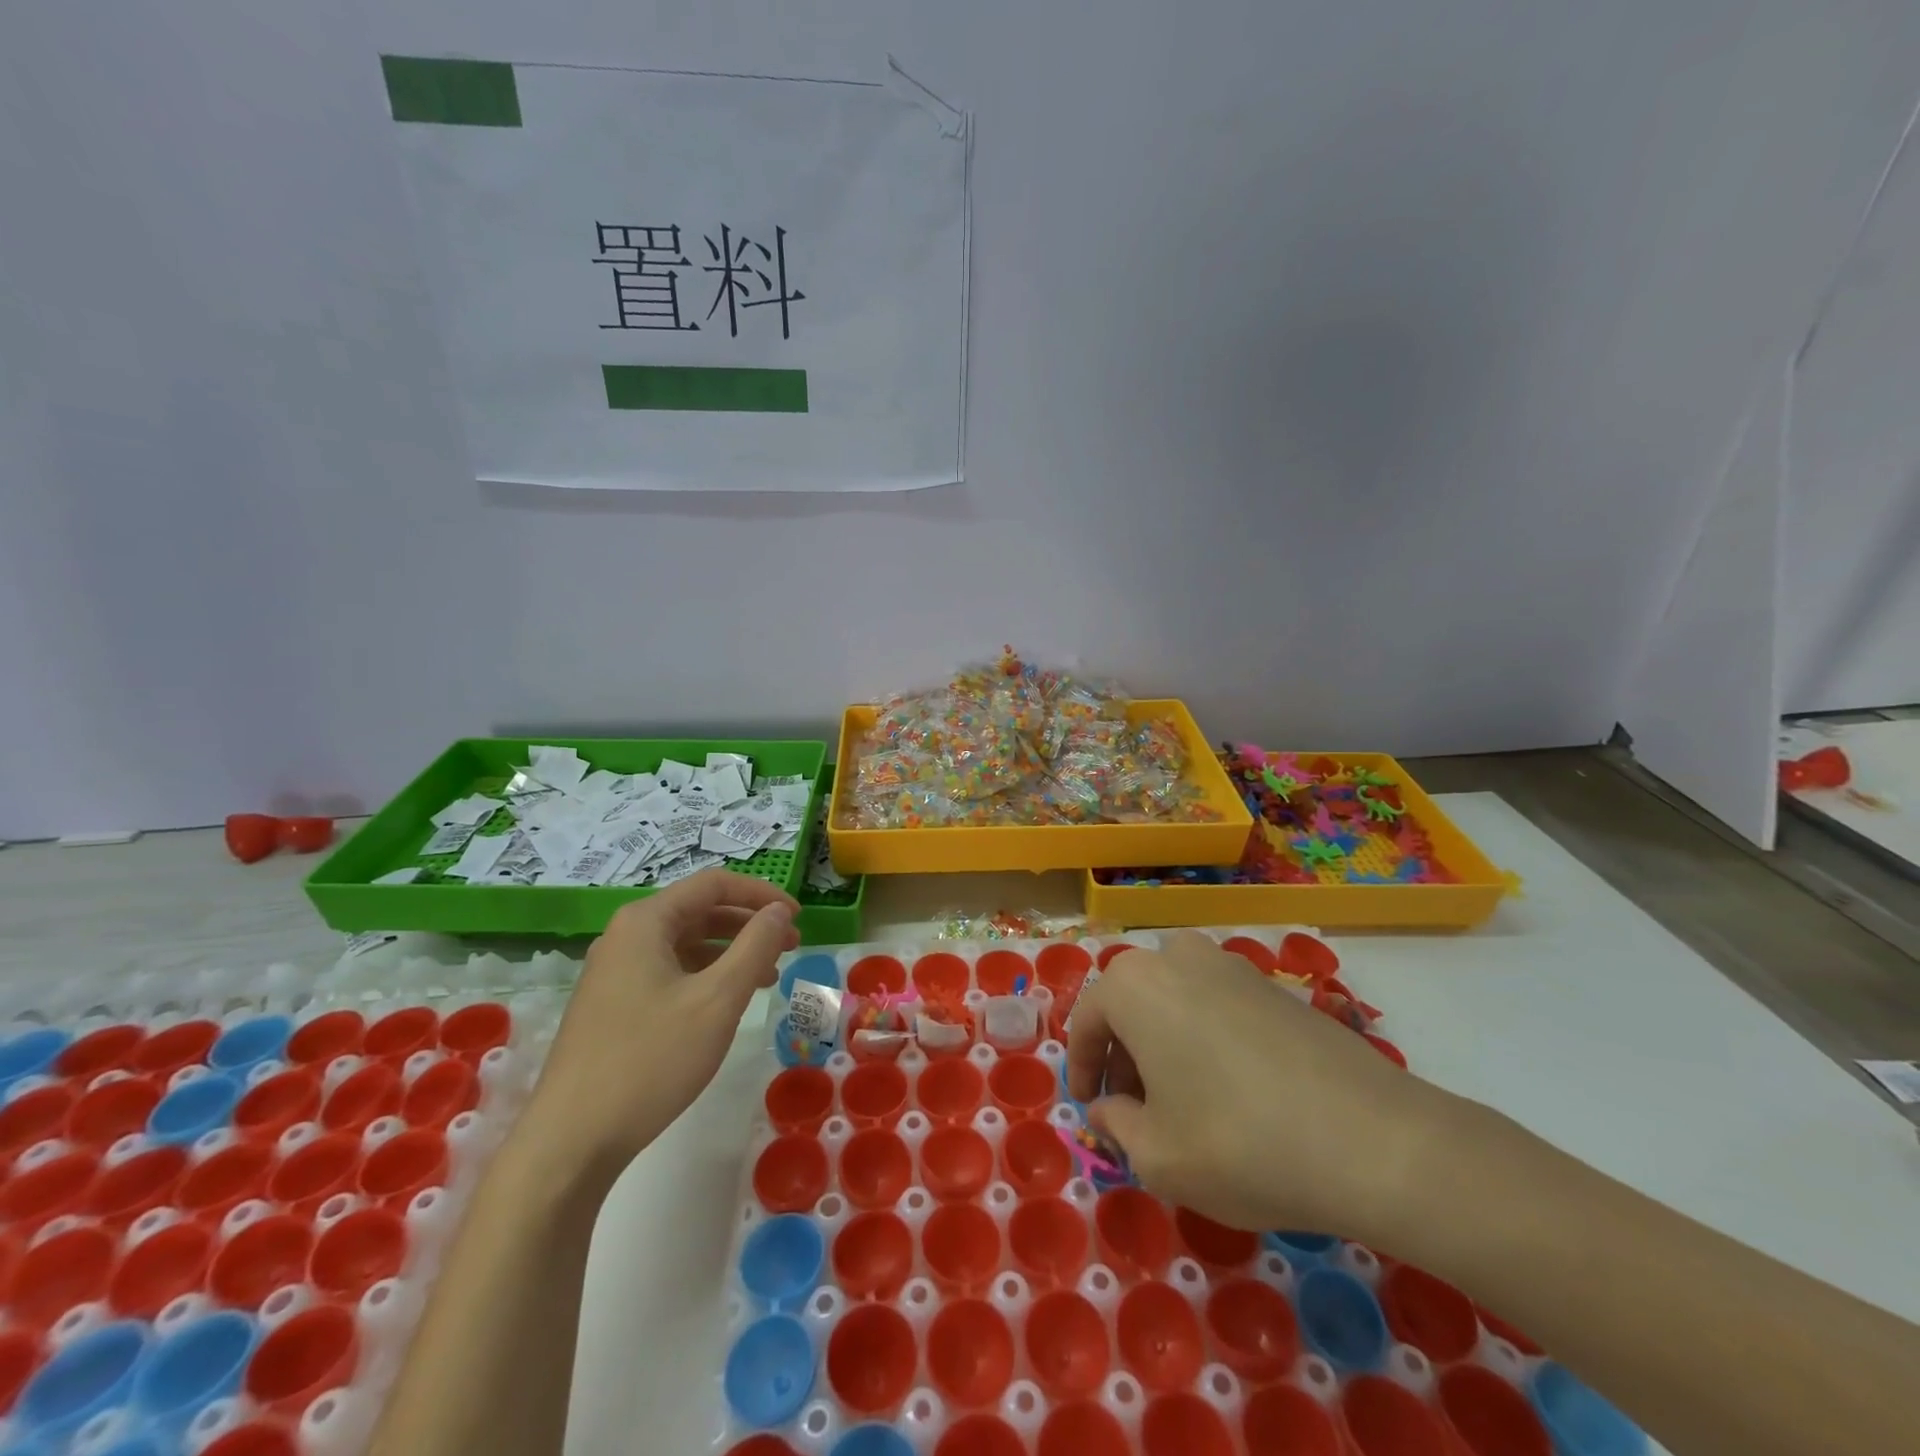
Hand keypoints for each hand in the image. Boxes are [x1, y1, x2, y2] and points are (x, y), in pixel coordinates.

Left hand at [526, 870, 798, 1173]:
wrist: (571, 1141)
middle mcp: (625, 937)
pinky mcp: (611, 1005)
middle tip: (791, 946)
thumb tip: (780, 911)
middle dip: (749, 924)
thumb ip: (756, 946)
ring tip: (768, 976)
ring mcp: (614, 972)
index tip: (797, 916)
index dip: (761, 894)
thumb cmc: (651, 1060)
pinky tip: (726, 1003)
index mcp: (646, 922)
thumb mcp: (717, 999)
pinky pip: (669, 972)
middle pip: (699, 911)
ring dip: (731, 953)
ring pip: (685, 945)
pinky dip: (706, 977)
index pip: (714, 885)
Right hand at [1066, 932, 1452, 1239]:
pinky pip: (1216, 1003)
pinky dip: (1205, 1037)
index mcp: (1134, 985)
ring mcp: (1231, 965)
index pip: (1085, 1020)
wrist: (1372, 1138)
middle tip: (1134, 1109)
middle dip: (1123, 1055)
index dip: (1081, 1068)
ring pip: (1174, 1000)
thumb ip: (1116, 1126)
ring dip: (1163, 1042)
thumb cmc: (1239, 1143)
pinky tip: (1231, 1089)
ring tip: (1181, 1099)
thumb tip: (1108, 1109)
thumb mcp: (1157, 1156)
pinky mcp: (1274, 986)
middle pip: (1130, 1004)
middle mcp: (1177, 958)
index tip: (1088, 1108)